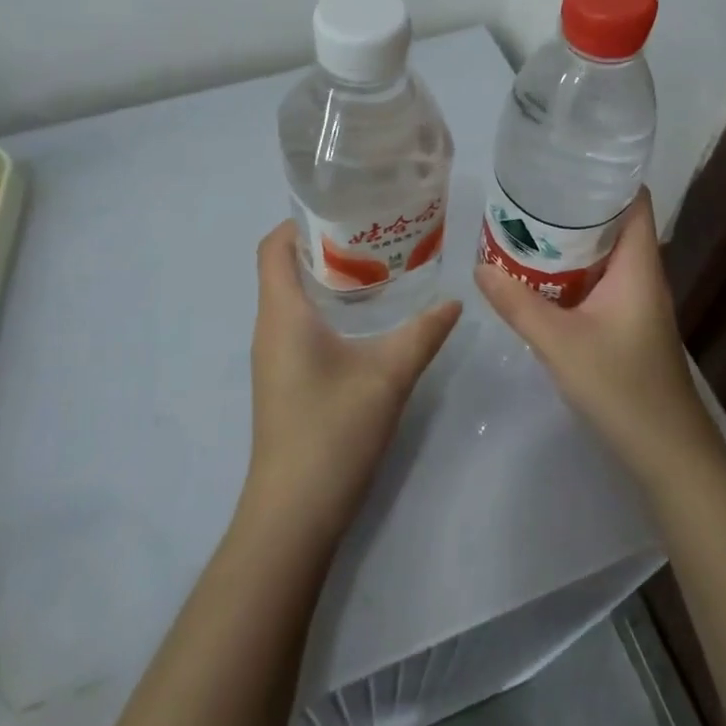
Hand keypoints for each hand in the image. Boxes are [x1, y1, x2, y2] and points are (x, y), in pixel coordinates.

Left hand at [242, 221, 462, 546]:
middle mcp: (270, 327)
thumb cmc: (332, 432)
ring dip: (328, 278)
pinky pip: (298, 324)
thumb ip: (423, 334)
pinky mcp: (284, 379)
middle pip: (285, 267)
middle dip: (325, 245)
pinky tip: (366, 320)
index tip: (345, 210)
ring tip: (377, 268)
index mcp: (283, 314)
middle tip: (375, 234)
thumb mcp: (388, 376)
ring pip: (293, 297)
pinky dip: (327, 308)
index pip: (274, 247)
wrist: (294, 514)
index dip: (301, 221)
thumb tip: (454, 300)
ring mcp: (274, 356)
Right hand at [475, 189, 722, 492]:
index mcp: (638, 266)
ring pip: (602, 255)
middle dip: (573, 206)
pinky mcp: (627, 324)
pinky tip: (539, 276)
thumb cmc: (622, 388)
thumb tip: (479, 267)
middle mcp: (642, 275)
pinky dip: (571, 272)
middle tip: (526, 194)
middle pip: (613, 223)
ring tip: (525, 226)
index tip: (563, 162)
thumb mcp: (560, 344)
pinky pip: (598, 281)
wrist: (667, 453)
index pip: (633, 200)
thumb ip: (518, 305)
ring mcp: (636, 301)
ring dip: (569, 241)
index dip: (605, 175)